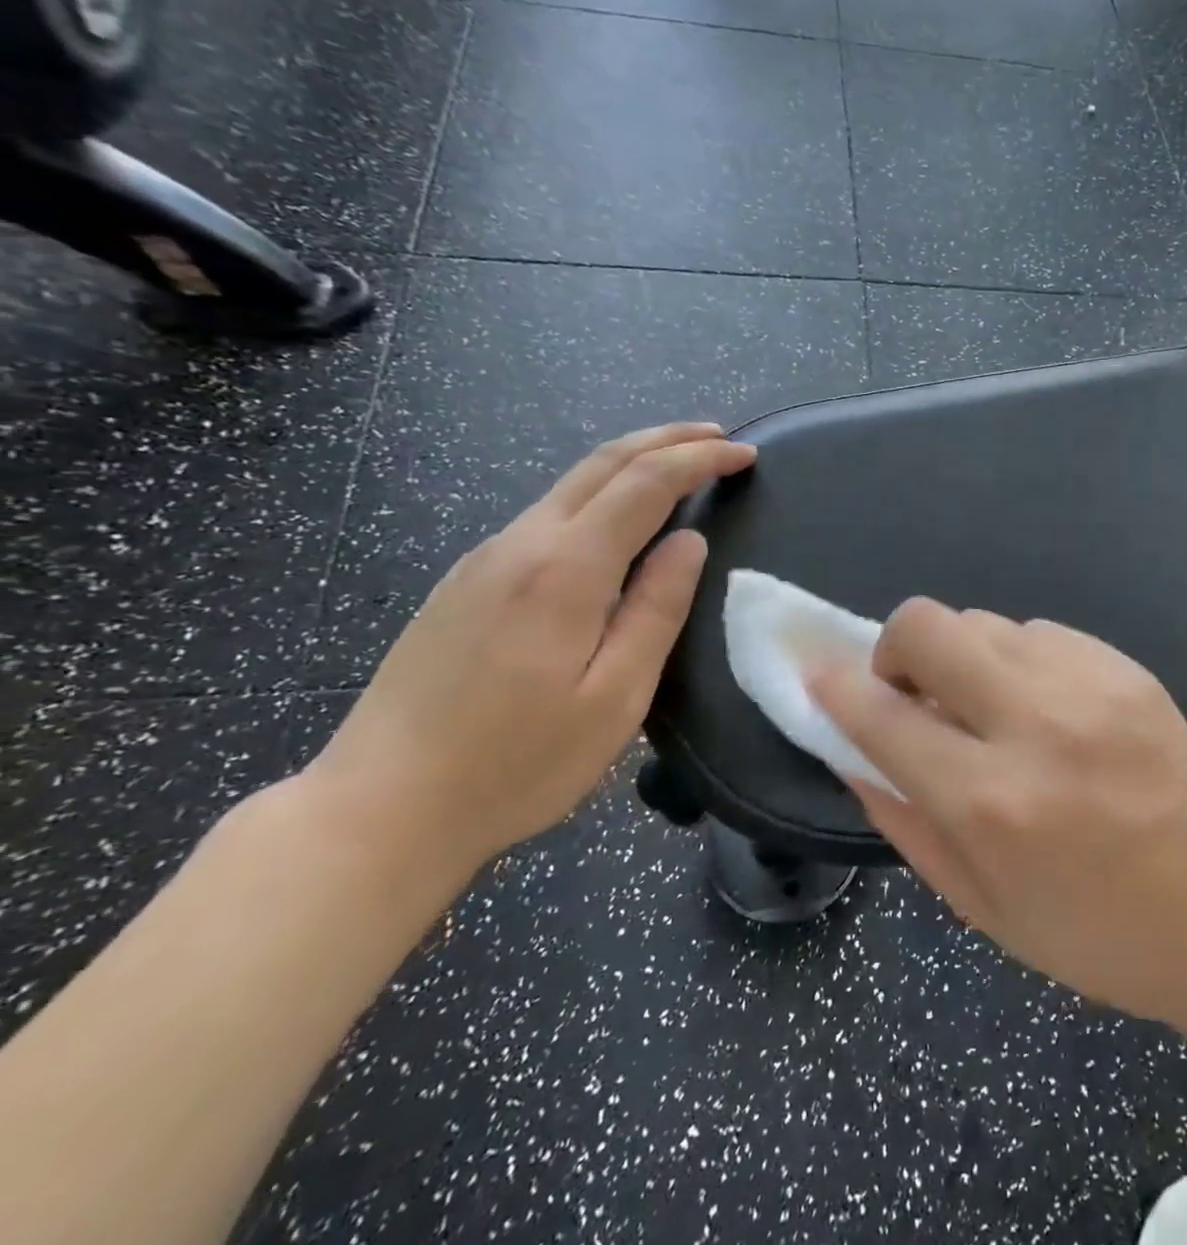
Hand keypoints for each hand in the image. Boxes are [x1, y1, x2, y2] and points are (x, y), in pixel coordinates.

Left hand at [306, 423, 754, 873]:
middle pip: (601, 463)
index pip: (646, 484)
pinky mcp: (465, 583)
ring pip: (569, 485)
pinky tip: (615, 519)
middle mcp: (520, 544)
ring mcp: (484, 560)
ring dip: (631, 463)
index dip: (700, 460)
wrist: (381, 807)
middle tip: (718, 437)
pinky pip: (545, 514)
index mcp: (566, 569)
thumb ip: (657, 610)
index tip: (745, 455)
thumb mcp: (615, 697)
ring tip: (679, 466)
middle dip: (666, 440)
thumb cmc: (517, 763)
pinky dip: (597, 494)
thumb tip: (688, 542)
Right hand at [812, 600, 1186, 1026]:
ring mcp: (1087, 683)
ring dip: (963, 659)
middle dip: (896, 650)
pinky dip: (1018, 662)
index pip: (881, 715)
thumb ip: (902, 816)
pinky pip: (1038, 632)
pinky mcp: (1125, 666)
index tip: (821, 678)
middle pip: (926, 625)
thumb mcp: (976, 902)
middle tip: (915, 694)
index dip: (836, 688)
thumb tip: (850, 747)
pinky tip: (1045, 708)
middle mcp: (1033, 723)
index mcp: (990, 800)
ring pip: (982, 621)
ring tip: (990, 709)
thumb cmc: (1091, 933)